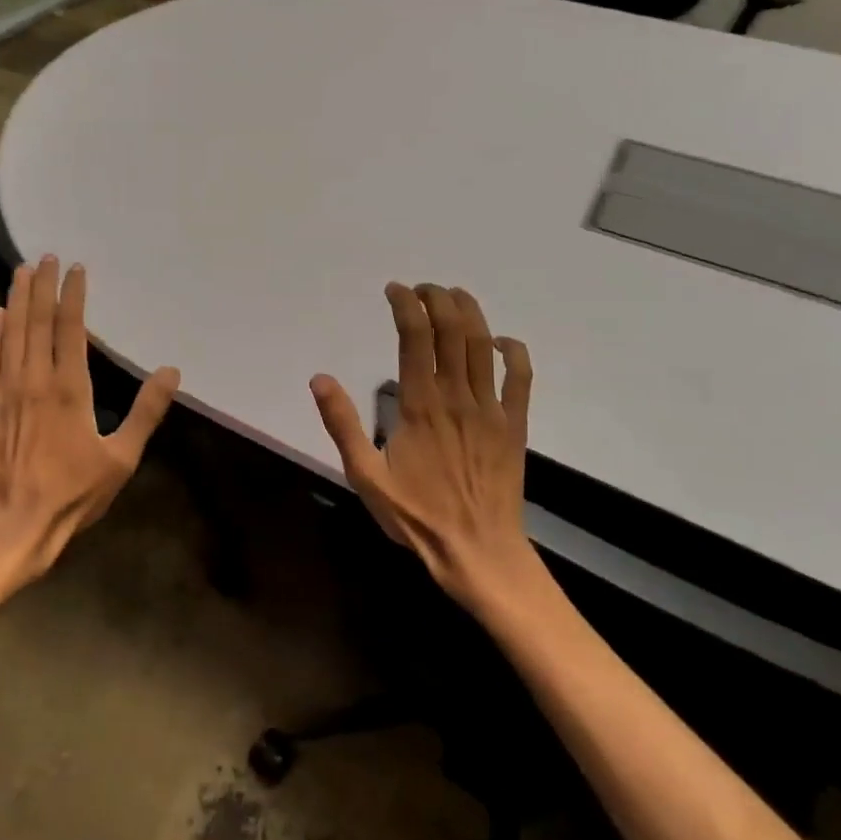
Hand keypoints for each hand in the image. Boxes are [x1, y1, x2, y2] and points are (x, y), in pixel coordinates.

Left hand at [0, 256, 180, 583]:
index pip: (71, 328)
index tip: (76, 268)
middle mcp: (33, 378)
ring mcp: (3, 390)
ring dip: (15, 299)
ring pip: (9, 332)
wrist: (14, 525)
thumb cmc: (73, 493)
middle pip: (36, 321)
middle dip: (41, 286)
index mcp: (69, 388)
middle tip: (45, 257)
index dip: (73, 295)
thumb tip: (171, 372)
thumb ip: (146, 412)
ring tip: (20, 272)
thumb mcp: (122, 457)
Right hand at [310, 283, 534, 601]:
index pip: (414, 336)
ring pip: (483, 344)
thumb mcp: (365, 475)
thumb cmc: (416, 515)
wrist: (477, 551)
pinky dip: (513, 351)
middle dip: (436, 298)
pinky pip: (521, 377)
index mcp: (419, 404)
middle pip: (451, 329)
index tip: (394, 290)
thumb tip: (320, 378)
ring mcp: (490, 408)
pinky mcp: (514, 424)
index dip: (404, 304)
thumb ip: (342, 424)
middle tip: (421, 289)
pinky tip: (500, 341)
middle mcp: (457, 396)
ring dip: (469, 311)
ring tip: (452, 295)